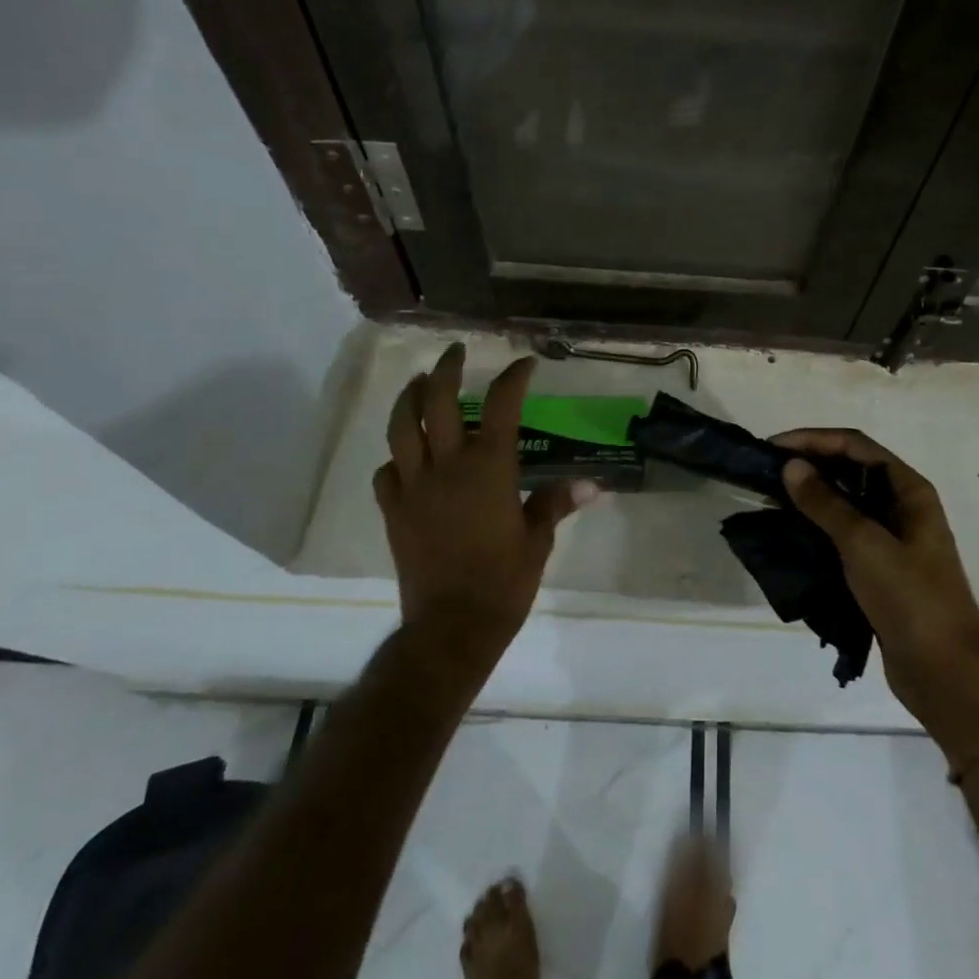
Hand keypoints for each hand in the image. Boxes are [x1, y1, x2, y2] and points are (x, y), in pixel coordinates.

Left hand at [373, 344, 594, 673]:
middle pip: (440, 402)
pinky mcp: (393, 512)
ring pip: (402, 428)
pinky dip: (395, 457)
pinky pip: (386, 473)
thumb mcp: (538, 540)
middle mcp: (447, 466)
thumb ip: (556, 503)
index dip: (514, 378)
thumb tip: (592, 486)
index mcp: (489, 468)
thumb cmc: (504, 581)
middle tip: (455, 352)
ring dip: (410, 399)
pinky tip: (404, 457)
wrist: (452, 626)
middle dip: (447, 369)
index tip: (524, 364)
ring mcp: (414, 487)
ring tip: (419, 383)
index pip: (502, 405)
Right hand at [773, 430, 978, 756]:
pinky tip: (790, 533)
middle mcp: (902, 507)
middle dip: (810, 465)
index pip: (855, 446)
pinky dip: (817, 528)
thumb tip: (791, 466)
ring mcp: (892, 539)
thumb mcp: (864, 544)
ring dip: (811, 497)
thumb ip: (826, 503)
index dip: (814, 439)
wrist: (945, 673)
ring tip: (771, 499)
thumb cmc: (911, 598)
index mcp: (909, 490)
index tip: (773, 447)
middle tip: (767, 472)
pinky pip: (843, 535)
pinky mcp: (880, 569)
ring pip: (845, 503)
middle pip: (850, 470)